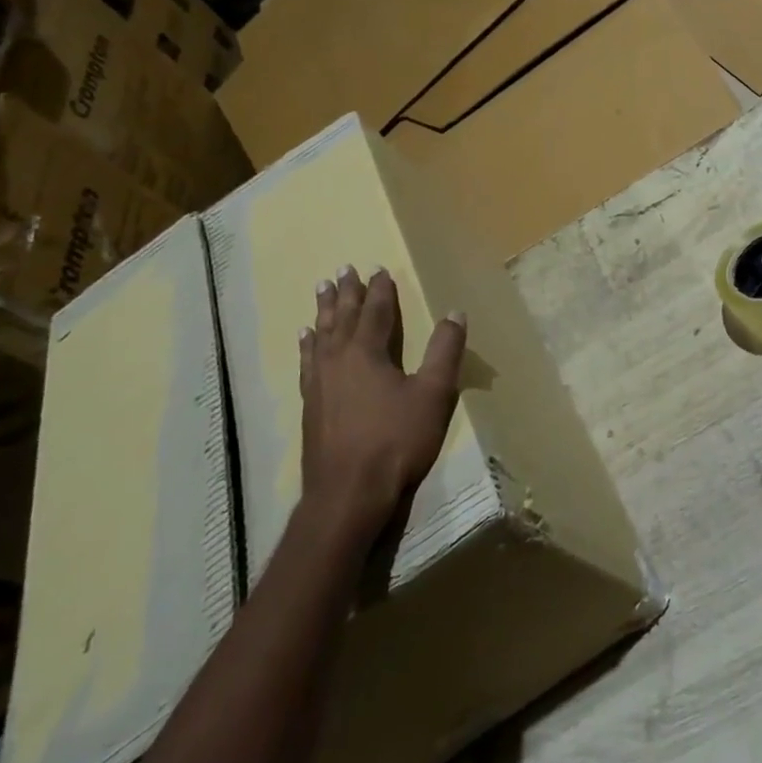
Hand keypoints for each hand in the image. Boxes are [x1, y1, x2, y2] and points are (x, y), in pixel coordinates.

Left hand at [298, 266, 466, 549]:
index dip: (380, 289)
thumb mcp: (433, 394)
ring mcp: (319, 382)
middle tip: (344, 270)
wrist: (348, 493)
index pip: (375, 311)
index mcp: (367, 352)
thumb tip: (455, 312)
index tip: (379, 268)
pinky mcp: (310, 405)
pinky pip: (308, 362)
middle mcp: (338, 359)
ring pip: (321, 335)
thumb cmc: (396, 441)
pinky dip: (308, 345)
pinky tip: (306, 341)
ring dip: (324, 311)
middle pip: (342, 317)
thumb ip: (444, 351)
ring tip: (322, 291)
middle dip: (347, 293)